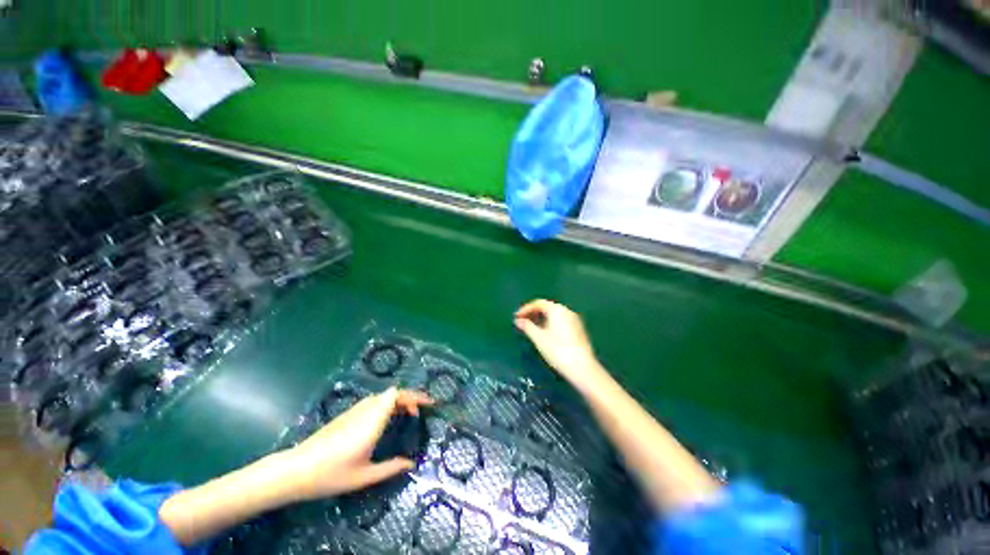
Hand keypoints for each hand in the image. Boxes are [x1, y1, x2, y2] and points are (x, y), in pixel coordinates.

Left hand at [284, 387, 433, 500]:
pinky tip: (387, 420)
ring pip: (382, 396)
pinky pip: (374, 402)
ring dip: (398, 400)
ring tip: (408, 414)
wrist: (295, 470)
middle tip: (420, 411)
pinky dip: (387, 404)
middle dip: (410, 398)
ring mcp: (354, 411)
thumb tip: (411, 464)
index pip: (396, 395)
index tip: (428, 404)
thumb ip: (390, 468)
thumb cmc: (330, 475)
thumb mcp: (363, 477)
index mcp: (372, 422)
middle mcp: (365, 410)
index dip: (414, 396)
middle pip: (392, 393)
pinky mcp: (347, 415)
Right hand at [514, 299, 602, 387]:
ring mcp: (574, 320)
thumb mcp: (539, 339)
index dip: (526, 309)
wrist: (583, 368)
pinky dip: (550, 323)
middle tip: (522, 322)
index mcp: (557, 310)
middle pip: (547, 307)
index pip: (538, 303)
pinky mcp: (578, 329)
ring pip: (554, 314)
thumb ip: (527, 327)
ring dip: (541, 318)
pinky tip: (545, 334)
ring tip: (531, 328)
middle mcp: (566, 311)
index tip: (516, 317)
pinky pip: (560, 320)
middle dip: (533, 313)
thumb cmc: (558, 351)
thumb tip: (518, 320)